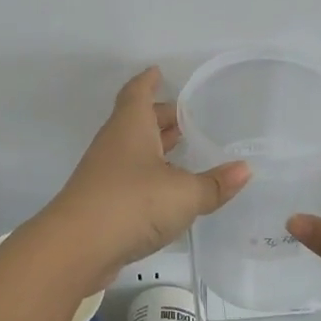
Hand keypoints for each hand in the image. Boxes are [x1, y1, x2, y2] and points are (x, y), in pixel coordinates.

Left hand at [42, 67, 251, 275]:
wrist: (76, 248)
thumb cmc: (131, 204)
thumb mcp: (184, 194)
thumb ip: (214, 184)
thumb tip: (244, 170)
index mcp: (130, 127)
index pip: (137, 93)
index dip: (148, 81)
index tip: (158, 72)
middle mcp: (115, 144)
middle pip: (137, 120)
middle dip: (160, 117)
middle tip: (187, 118)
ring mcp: (105, 173)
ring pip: (133, 149)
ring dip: (155, 147)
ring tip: (182, 148)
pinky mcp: (102, 202)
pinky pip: (129, 177)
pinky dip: (149, 175)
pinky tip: (167, 189)